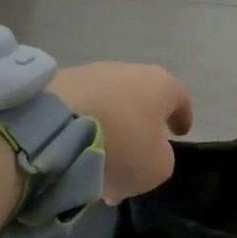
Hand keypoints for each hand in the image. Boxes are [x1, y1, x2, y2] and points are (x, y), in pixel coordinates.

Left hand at [50, 62, 192, 202]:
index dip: (182, 117)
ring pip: (110, 104)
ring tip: (99, 162)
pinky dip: (83, 127)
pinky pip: (81, 108)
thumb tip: (148, 153)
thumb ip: (162, 159)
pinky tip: (74, 153)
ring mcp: (92, 72)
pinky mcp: (58, 83)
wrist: (54, 127)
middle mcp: (130, 70)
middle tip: (135, 156)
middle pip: (142, 99)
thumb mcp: (157, 167)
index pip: (181, 98)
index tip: (180, 133)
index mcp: (162, 85)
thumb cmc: (121, 145)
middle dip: (140, 126)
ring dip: (110, 128)